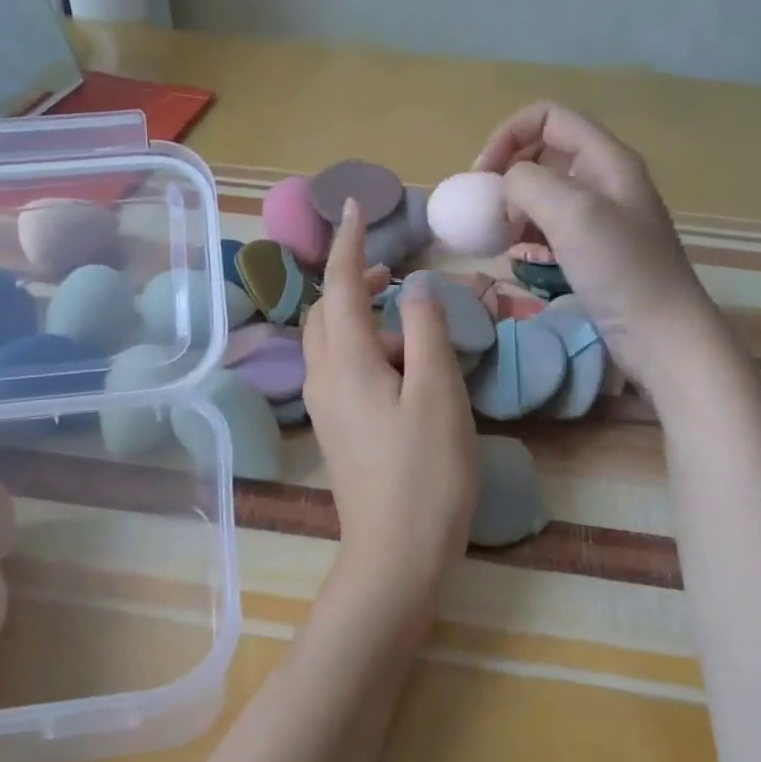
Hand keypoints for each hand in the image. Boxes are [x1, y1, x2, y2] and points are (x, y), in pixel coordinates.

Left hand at [303, 201, 478, 598]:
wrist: (395, 555)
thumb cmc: (425, 473)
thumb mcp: (437, 393)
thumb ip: (426, 330)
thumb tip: (417, 286)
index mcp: (345, 361)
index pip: (339, 285)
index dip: (347, 242)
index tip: (354, 206)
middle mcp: (323, 378)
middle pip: (327, 312)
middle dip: (352, 280)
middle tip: (392, 270)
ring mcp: (325, 407)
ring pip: (332, 342)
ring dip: (362, 317)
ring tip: (411, 322)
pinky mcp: (336, 429)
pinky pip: (341, 368)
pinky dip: (365, 348)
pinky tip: (403, 366)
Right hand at [474, 102, 714, 388]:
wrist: (662, 335)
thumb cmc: (621, 270)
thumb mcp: (572, 214)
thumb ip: (529, 183)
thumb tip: (506, 185)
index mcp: (606, 159)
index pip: (548, 117)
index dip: (508, 135)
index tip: (482, 177)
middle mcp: (605, 179)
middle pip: (544, 153)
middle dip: (508, 174)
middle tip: (486, 210)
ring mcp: (601, 217)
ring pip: (545, 192)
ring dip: (515, 207)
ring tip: (501, 238)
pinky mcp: (595, 250)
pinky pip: (552, 227)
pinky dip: (529, 234)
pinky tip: (520, 256)